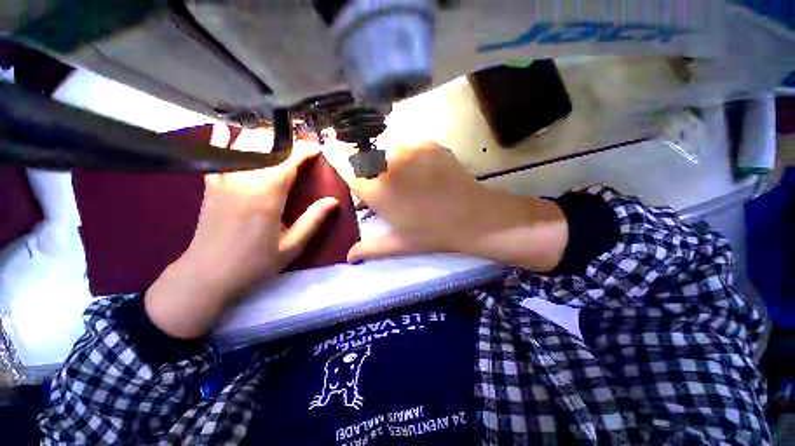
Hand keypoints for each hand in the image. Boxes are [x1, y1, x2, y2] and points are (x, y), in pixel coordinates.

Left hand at [145, 134, 337, 338]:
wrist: (207, 276)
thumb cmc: (254, 264)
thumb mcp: (292, 246)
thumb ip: (313, 220)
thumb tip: (333, 200)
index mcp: (266, 195)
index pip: (288, 160)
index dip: (305, 150)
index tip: (318, 149)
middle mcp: (243, 179)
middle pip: (265, 145)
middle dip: (287, 141)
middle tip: (303, 147)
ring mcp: (223, 179)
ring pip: (242, 143)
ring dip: (263, 139)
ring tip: (279, 144)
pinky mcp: (210, 184)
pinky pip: (215, 153)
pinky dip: (225, 140)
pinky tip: (231, 133)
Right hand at [326, 141, 567, 270]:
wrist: (473, 217)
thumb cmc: (433, 233)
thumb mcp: (399, 244)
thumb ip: (370, 248)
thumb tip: (349, 257)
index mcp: (376, 189)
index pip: (344, 164)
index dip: (336, 156)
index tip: (334, 153)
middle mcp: (388, 164)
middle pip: (364, 153)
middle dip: (366, 163)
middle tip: (380, 179)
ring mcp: (411, 149)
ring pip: (387, 146)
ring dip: (388, 157)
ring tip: (404, 175)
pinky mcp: (430, 143)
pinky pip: (411, 143)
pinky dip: (410, 153)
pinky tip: (421, 169)